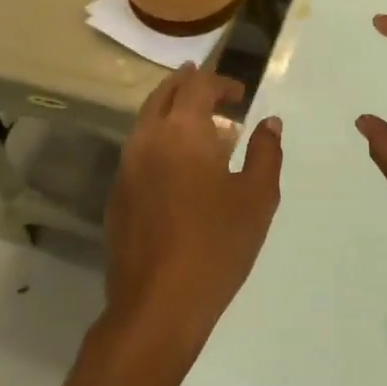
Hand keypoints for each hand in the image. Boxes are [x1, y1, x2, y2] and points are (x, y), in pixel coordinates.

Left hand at [100, 66, 283, 368]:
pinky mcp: (117, 195)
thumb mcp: (257, 197)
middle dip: (187, 85)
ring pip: (146, 121)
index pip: (197, 85)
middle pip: (164, 95)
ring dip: (171, 112)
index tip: (239, 93)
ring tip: (197, 123)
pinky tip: (178, 165)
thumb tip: (269, 123)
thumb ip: (265, 153)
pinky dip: (159, 140)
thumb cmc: (217, 244)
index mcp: (182, 131)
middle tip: (210, 88)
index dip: (219, 82)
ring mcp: (126, 168)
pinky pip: (138, 150)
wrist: (158, 304)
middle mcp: (148, 139)